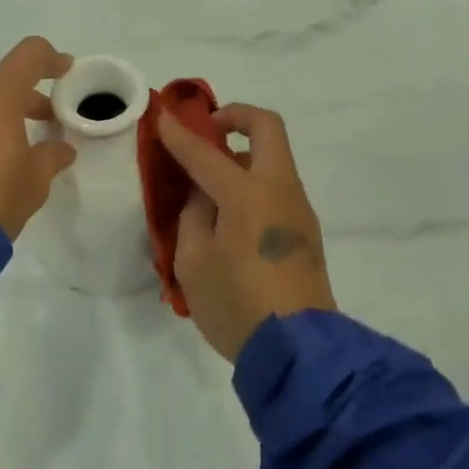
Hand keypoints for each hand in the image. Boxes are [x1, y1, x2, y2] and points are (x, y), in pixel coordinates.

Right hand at [156, 103, 335, 361]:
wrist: (299, 352)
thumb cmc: (236, 305)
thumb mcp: (194, 262)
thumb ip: (194, 217)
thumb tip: (205, 196)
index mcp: (248, 194)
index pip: (206, 152)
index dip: (180, 134)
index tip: (162, 116)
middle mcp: (280, 190)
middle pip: (267, 127)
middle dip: (236, 116)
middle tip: (208, 130)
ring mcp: (298, 209)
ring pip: (275, 159)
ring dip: (244, 155)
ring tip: (209, 188)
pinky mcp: (306, 232)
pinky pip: (277, 189)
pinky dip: (252, 184)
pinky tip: (229, 217)